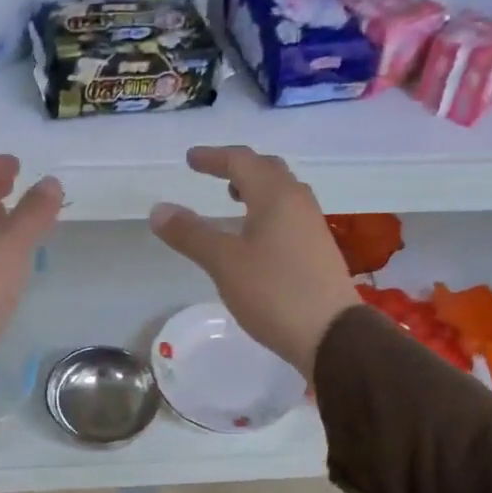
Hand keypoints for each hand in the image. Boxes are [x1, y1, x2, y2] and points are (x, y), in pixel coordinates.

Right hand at [149, 146, 361, 375]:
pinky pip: (289, 213)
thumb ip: (190, 233)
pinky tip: (256, 234)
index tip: (190, 160)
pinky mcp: (318, 249)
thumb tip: (158, 209)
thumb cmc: (275, 292)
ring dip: (255, 188)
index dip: (213, 157)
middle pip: (267, 169)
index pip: (241, 161)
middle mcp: (298, 201)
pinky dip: (266, 209)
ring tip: (232, 199)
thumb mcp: (224, 262)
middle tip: (212, 173)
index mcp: (276, 195)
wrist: (333, 335)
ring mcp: (312, 225)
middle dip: (238, 167)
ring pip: (282, 191)